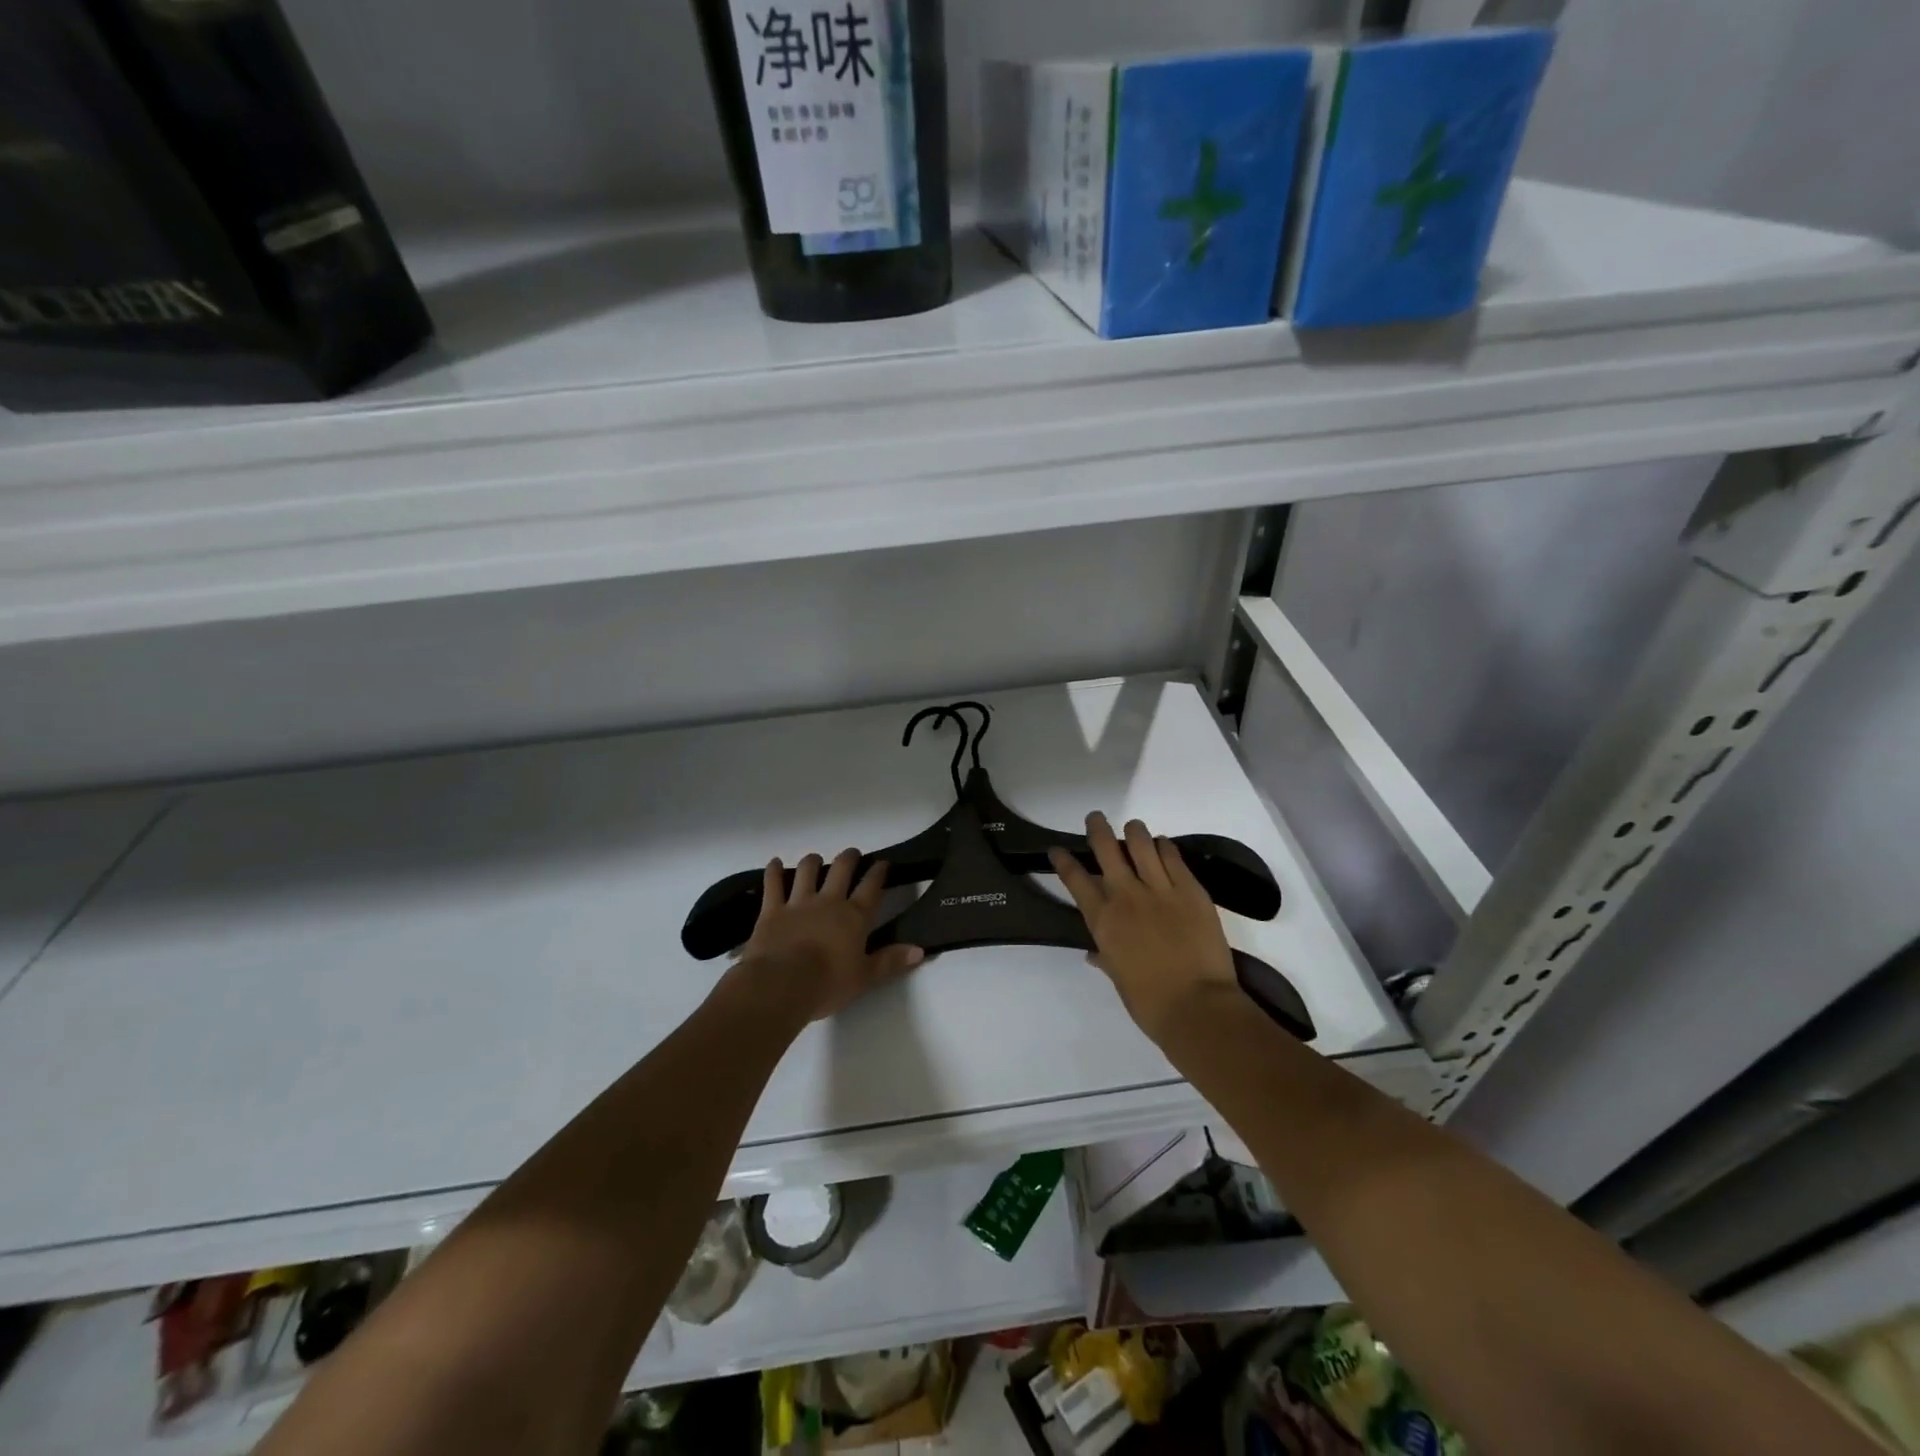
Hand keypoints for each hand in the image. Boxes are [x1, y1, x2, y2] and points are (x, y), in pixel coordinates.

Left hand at [730, 849, 922, 1021]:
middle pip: (841, 870)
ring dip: (813, 861)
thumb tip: (920, 950)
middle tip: (852, 853)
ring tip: (816, 858)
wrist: (782, 984)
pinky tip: (775, 862)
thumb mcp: (865, 977)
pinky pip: (773, 884)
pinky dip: (774, 871)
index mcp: (854, 917)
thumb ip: (891, 961)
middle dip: (849, 858)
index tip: (882, 863)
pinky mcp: (772, 910)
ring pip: (807, 871)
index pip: (871, 888)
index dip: (878, 873)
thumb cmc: (828, 984)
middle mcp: (829, 902)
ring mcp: (798, 902)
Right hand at [1050, 813, 1237, 1041]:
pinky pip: (1173, 857)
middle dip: (1097, 829)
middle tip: (1096, 819)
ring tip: (1133, 829)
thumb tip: (1094, 953)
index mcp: (1103, 920)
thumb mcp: (1118, 978)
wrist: (1197, 1006)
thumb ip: (1106, 957)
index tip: (1057, 850)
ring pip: (1141, 843)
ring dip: (1134, 832)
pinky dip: (1165, 847)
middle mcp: (1126, 896)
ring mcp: (1159, 889)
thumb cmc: (1150, 1002)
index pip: (1076, 880)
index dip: (1063, 861)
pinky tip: (1163, 846)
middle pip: (1106, 849)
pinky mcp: (1190, 889)